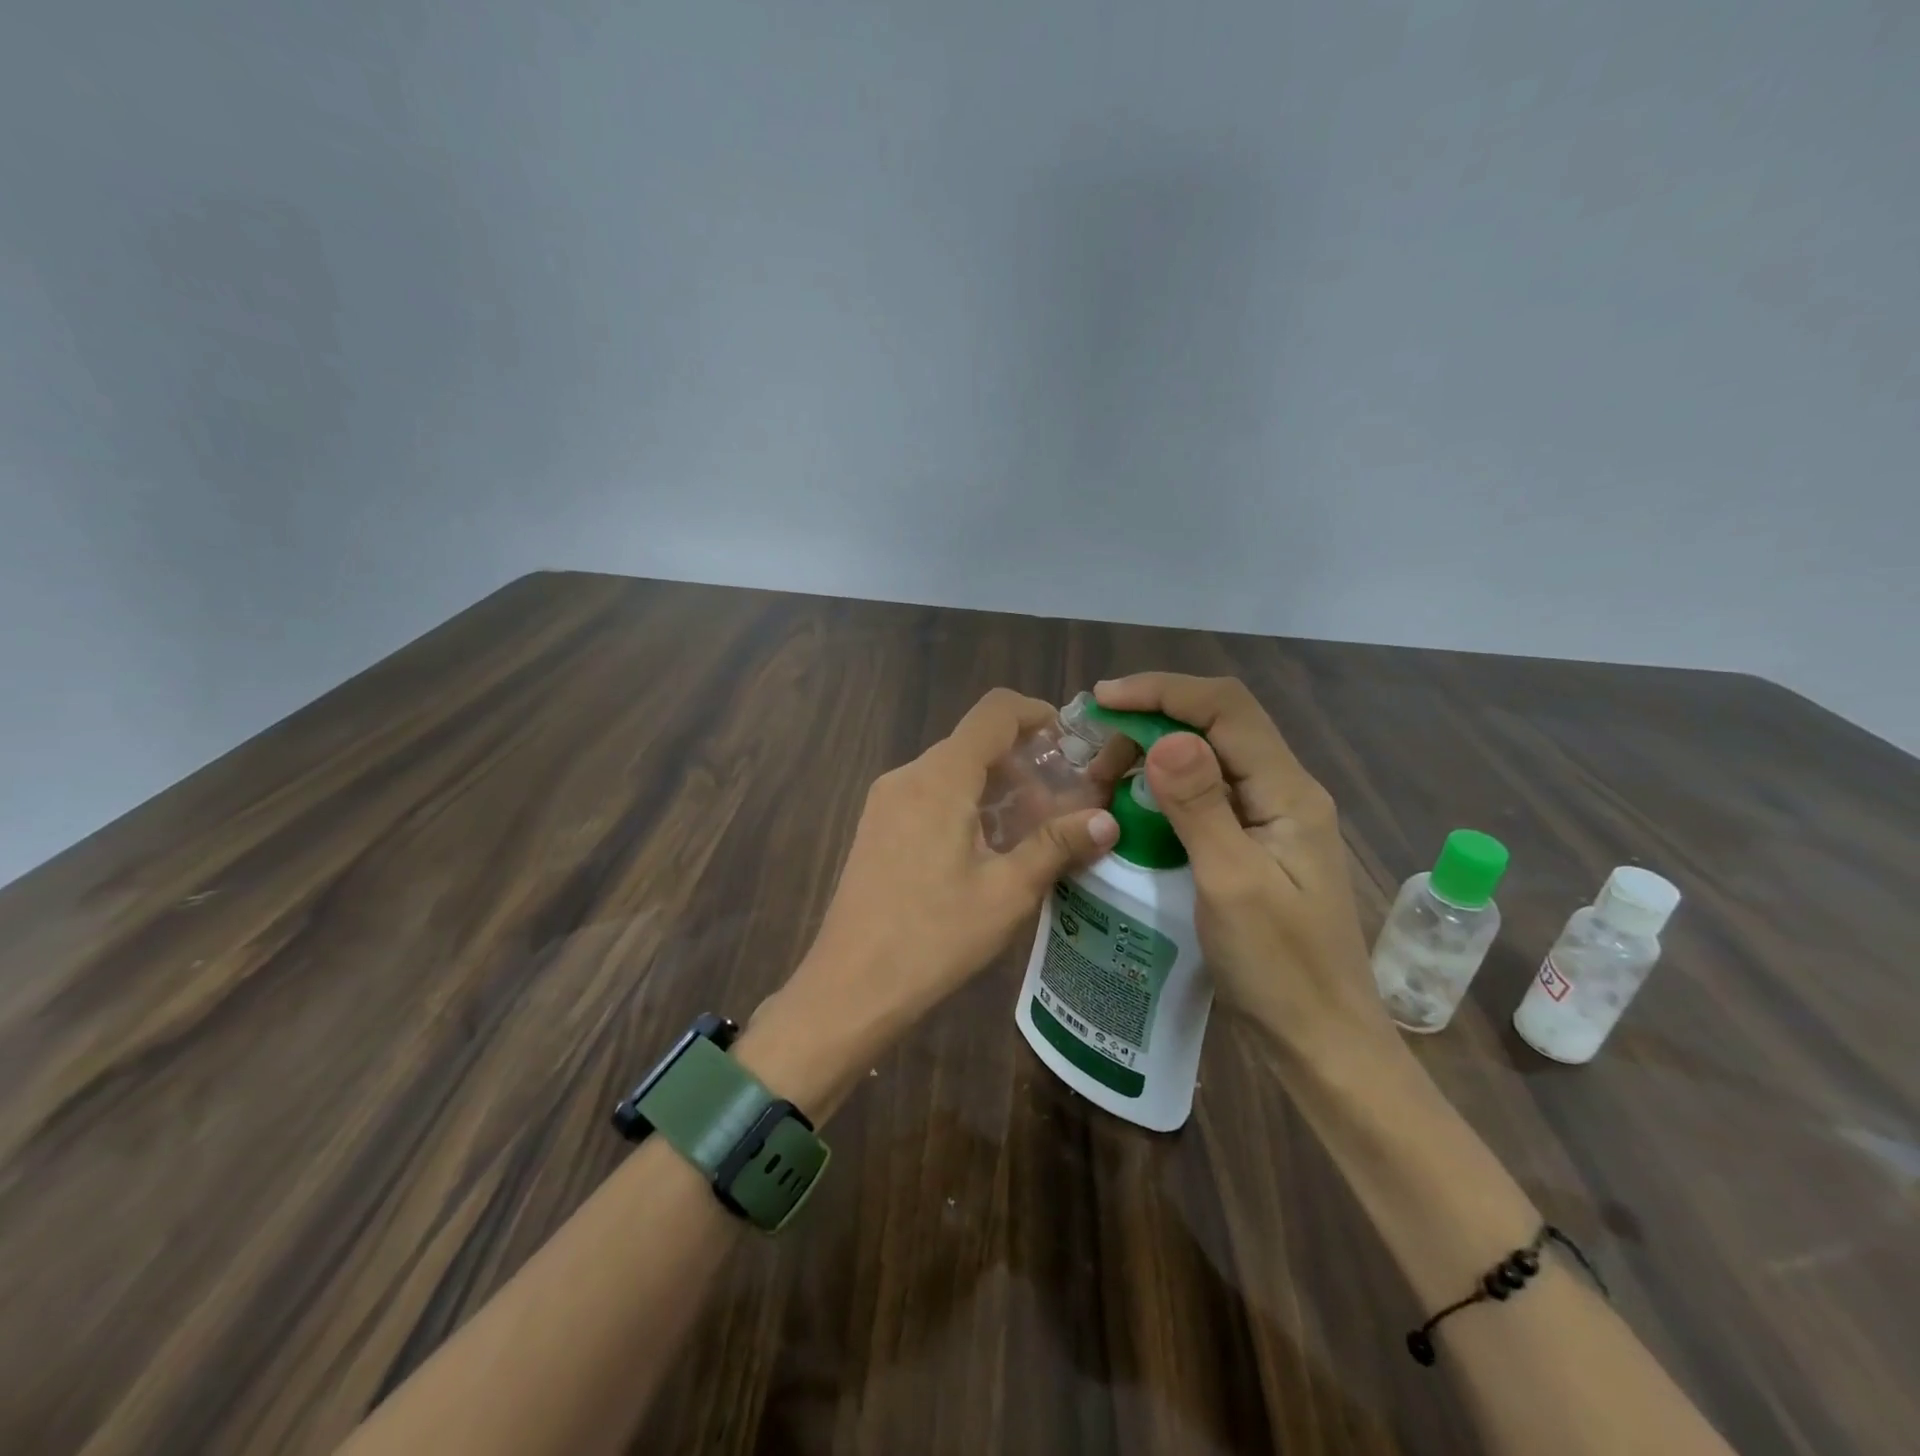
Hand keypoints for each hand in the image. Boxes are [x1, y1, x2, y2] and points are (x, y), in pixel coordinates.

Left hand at [754, 689, 1120, 1093]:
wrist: (850, 987)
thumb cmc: (933, 937)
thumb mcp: (1007, 892)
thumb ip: (1057, 845)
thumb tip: (1108, 819)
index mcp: (940, 778)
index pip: (994, 712)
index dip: (1038, 713)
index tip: (1072, 742)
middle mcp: (908, 776)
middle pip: (974, 742)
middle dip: (1024, 761)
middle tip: (1064, 800)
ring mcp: (886, 801)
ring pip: (952, 771)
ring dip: (996, 786)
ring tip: (1033, 830)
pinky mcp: (876, 827)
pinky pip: (930, 795)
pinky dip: (967, 803)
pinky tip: (987, 849)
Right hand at [1093, 674, 1392, 1063]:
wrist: (1320, 1042)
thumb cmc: (1279, 968)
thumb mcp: (1231, 884)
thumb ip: (1200, 806)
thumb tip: (1166, 736)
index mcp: (1288, 792)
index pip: (1225, 708)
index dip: (1163, 692)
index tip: (1103, 702)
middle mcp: (1283, 792)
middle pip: (1216, 725)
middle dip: (1151, 723)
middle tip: (1095, 761)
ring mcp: (1269, 820)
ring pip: (1208, 758)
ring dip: (1153, 756)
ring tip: (1104, 783)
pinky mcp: (1253, 845)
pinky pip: (1206, 796)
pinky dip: (1163, 790)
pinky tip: (1132, 811)